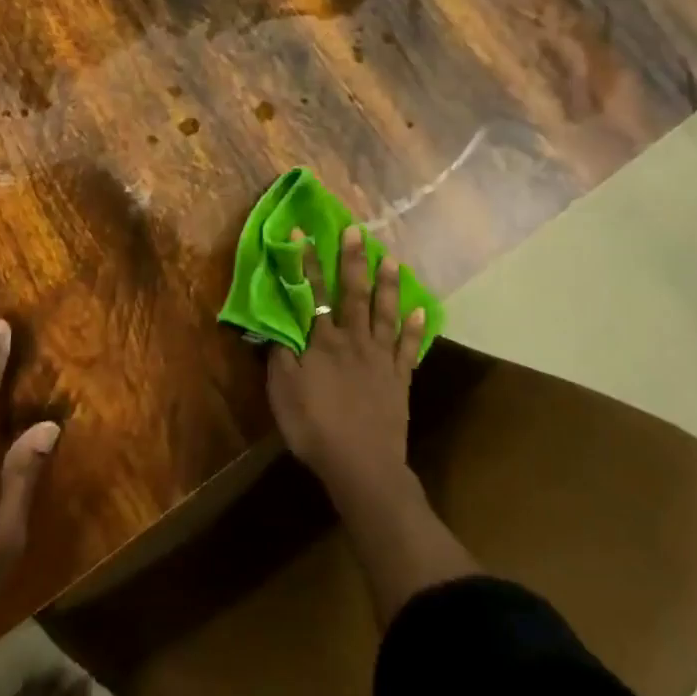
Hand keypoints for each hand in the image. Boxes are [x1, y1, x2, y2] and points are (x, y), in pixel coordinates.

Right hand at [267, 226, 425, 494]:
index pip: (313, 294)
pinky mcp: (400, 378)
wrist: (361, 464)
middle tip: (357, 231)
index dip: (307, 263)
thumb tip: (276, 325)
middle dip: (353, 260)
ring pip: (385, 312)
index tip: (304, 234)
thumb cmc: (315, 428)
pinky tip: (421, 309)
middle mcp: (354, 340)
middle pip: (354, 293)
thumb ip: (280, 356)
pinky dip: (415, 327)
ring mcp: (381, 357)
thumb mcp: (283, 392)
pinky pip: (409, 347)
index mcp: (323, 342)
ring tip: (391, 258)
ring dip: (388, 284)